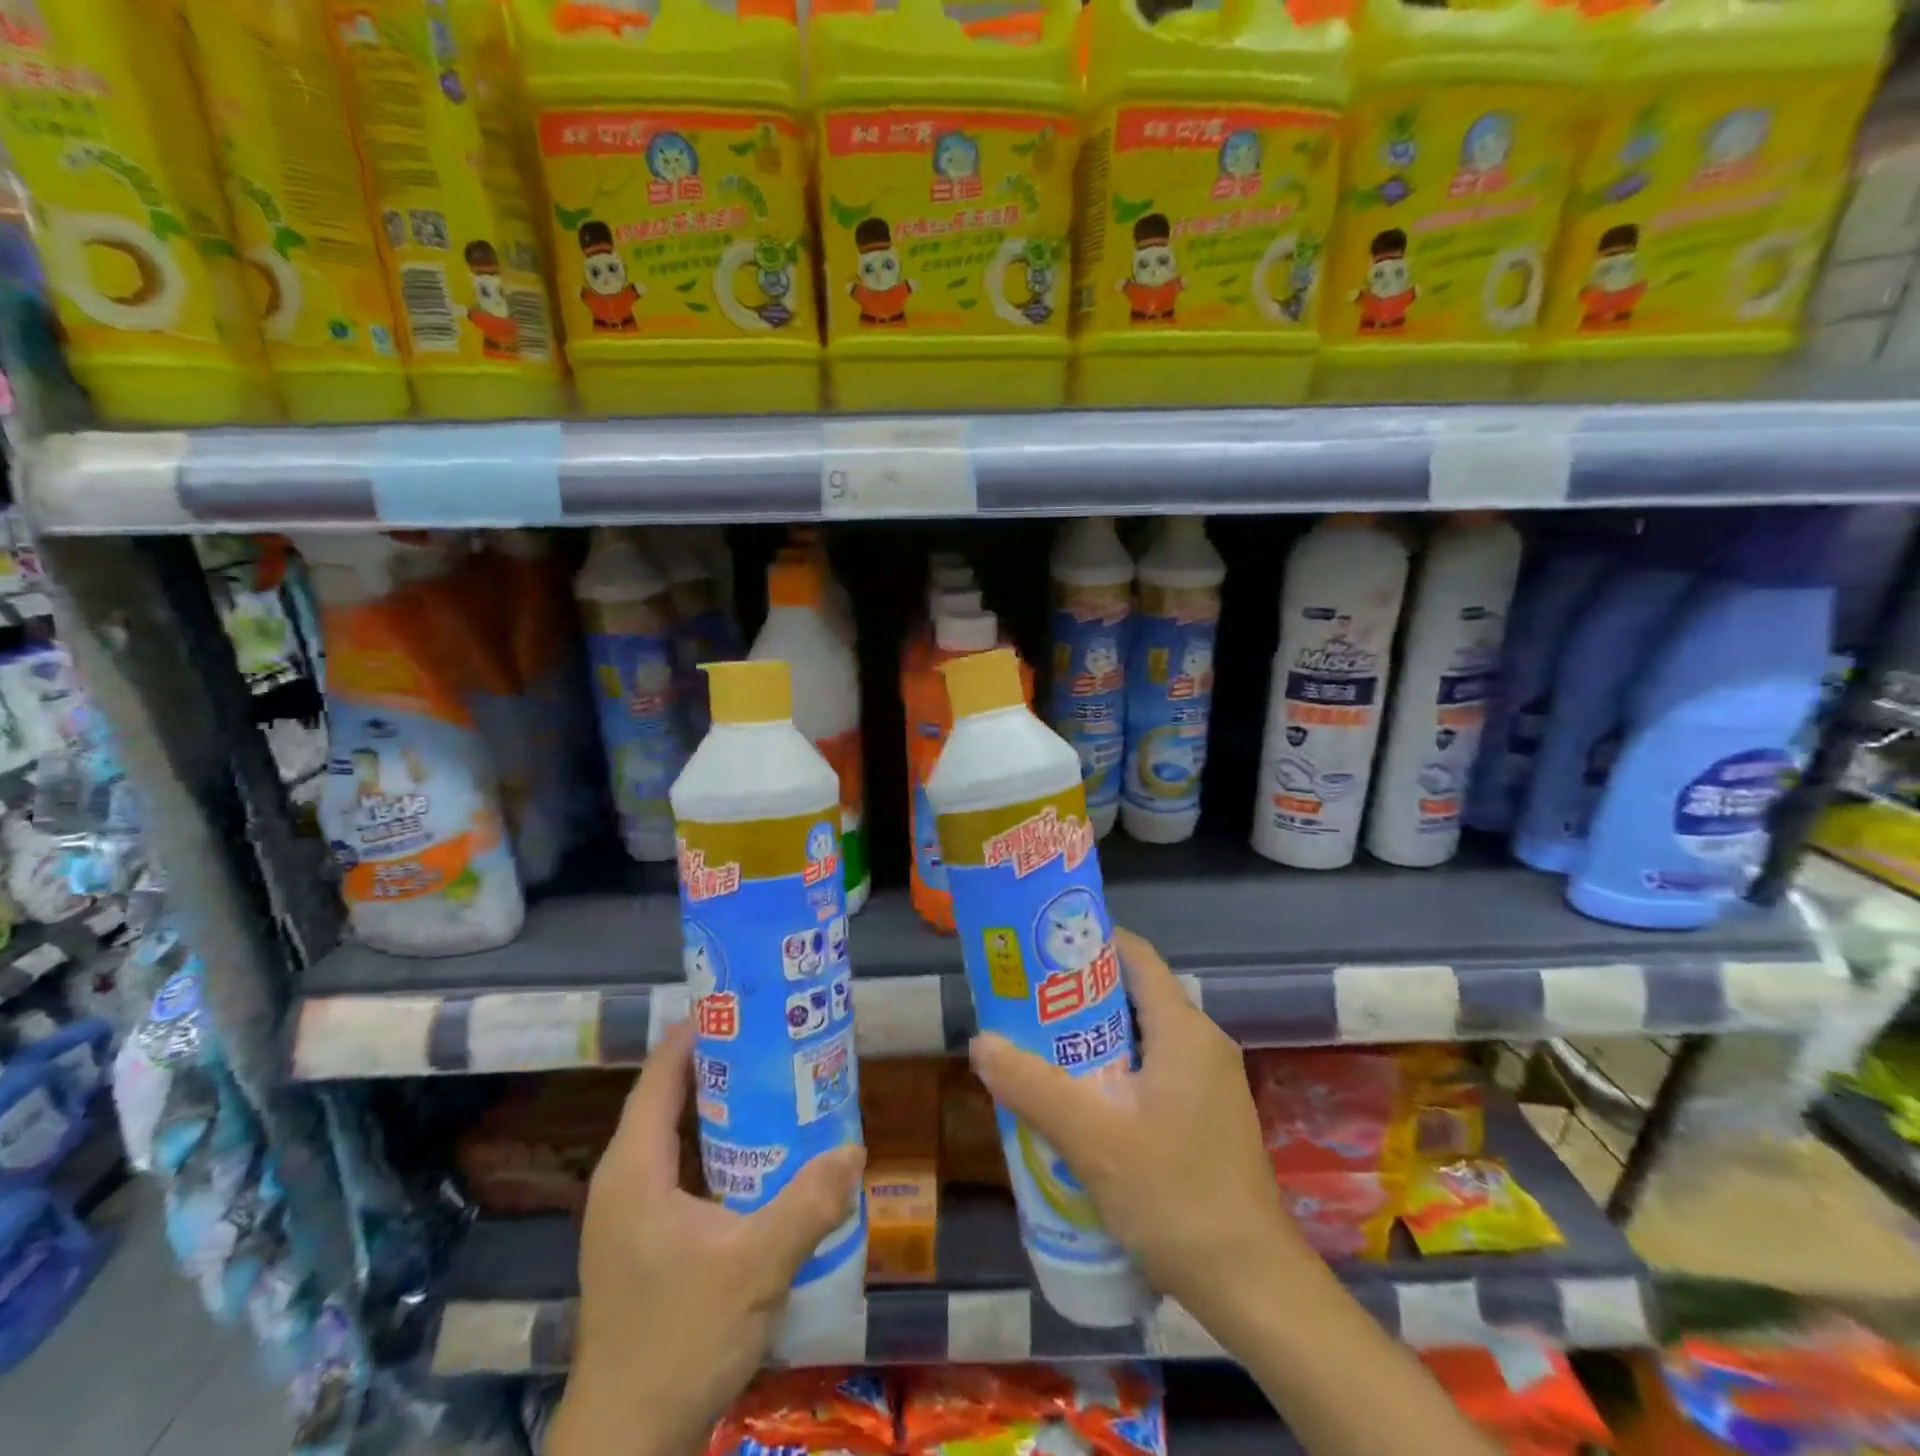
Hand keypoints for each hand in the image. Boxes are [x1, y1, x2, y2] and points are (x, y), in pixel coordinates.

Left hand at [549, 1023, 864, 1455]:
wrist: (624, 1447)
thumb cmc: (678, 1342)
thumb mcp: (754, 1268)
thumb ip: (807, 1205)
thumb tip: (855, 1148)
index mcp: (633, 1168)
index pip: (661, 1074)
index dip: (697, 1031)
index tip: (745, 1003)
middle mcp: (624, 1180)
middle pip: (670, 1098)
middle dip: (721, 1063)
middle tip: (778, 1039)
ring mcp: (630, 1215)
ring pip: (676, 1136)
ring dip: (721, 1108)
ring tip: (778, 1086)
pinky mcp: (643, 1243)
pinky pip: (681, 1170)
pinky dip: (718, 1149)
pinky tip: (761, 1159)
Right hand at [968, 928, 1312, 1328]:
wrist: (1253, 1287)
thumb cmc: (1176, 1197)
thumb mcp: (1092, 1139)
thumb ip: (1033, 1086)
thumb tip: (980, 1043)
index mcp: (1184, 1030)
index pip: (1136, 956)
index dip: (1090, 941)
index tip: (1040, 948)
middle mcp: (1201, 1044)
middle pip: (1134, 995)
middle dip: (1078, 995)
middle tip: (1025, 1003)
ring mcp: (1209, 1082)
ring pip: (1142, 1037)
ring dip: (1092, 1038)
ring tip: (1039, 1047)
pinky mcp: (1207, 1116)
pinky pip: (1153, 1070)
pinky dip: (1114, 1071)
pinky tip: (1079, 1101)